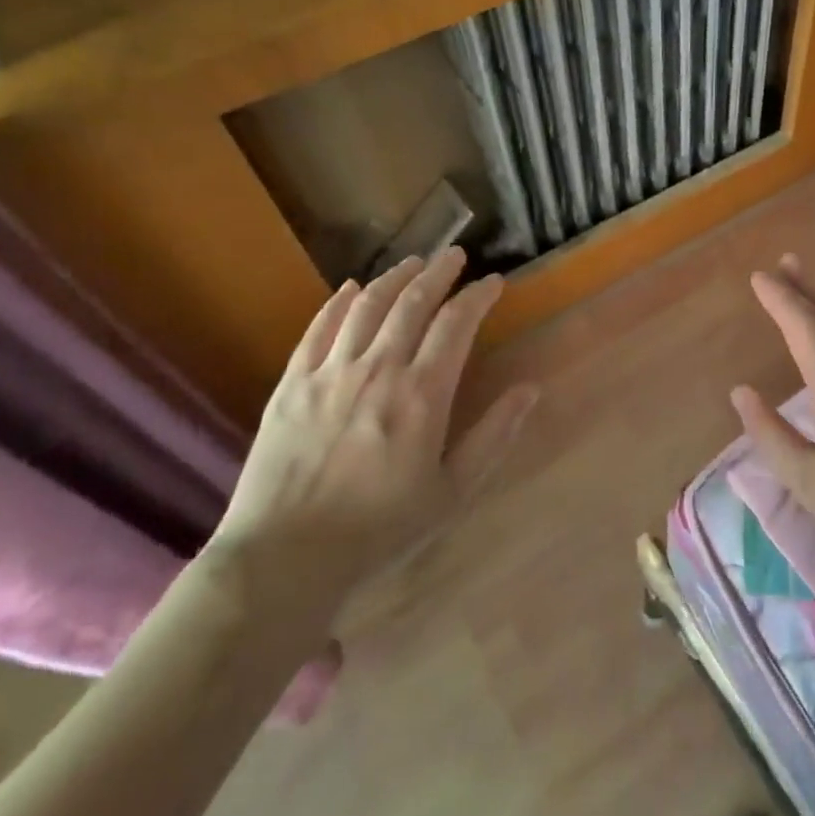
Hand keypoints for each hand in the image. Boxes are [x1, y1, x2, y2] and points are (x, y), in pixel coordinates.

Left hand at [207, 247, 535, 618]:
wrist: (284, 559)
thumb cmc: (379, 530)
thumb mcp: (452, 492)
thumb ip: (493, 436)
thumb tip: (530, 390)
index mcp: (422, 395)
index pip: (457, 324)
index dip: (478, 296)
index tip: (494, 282)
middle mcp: (378, 370)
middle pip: (413, 302)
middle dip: (439, 273)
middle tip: (455, 256)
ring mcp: (329, 373)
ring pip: (367, 305)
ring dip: (394, 278)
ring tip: (413, 263)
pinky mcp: (291, 384)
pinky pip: (318, 328)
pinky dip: (339, 301)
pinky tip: (351, 288)